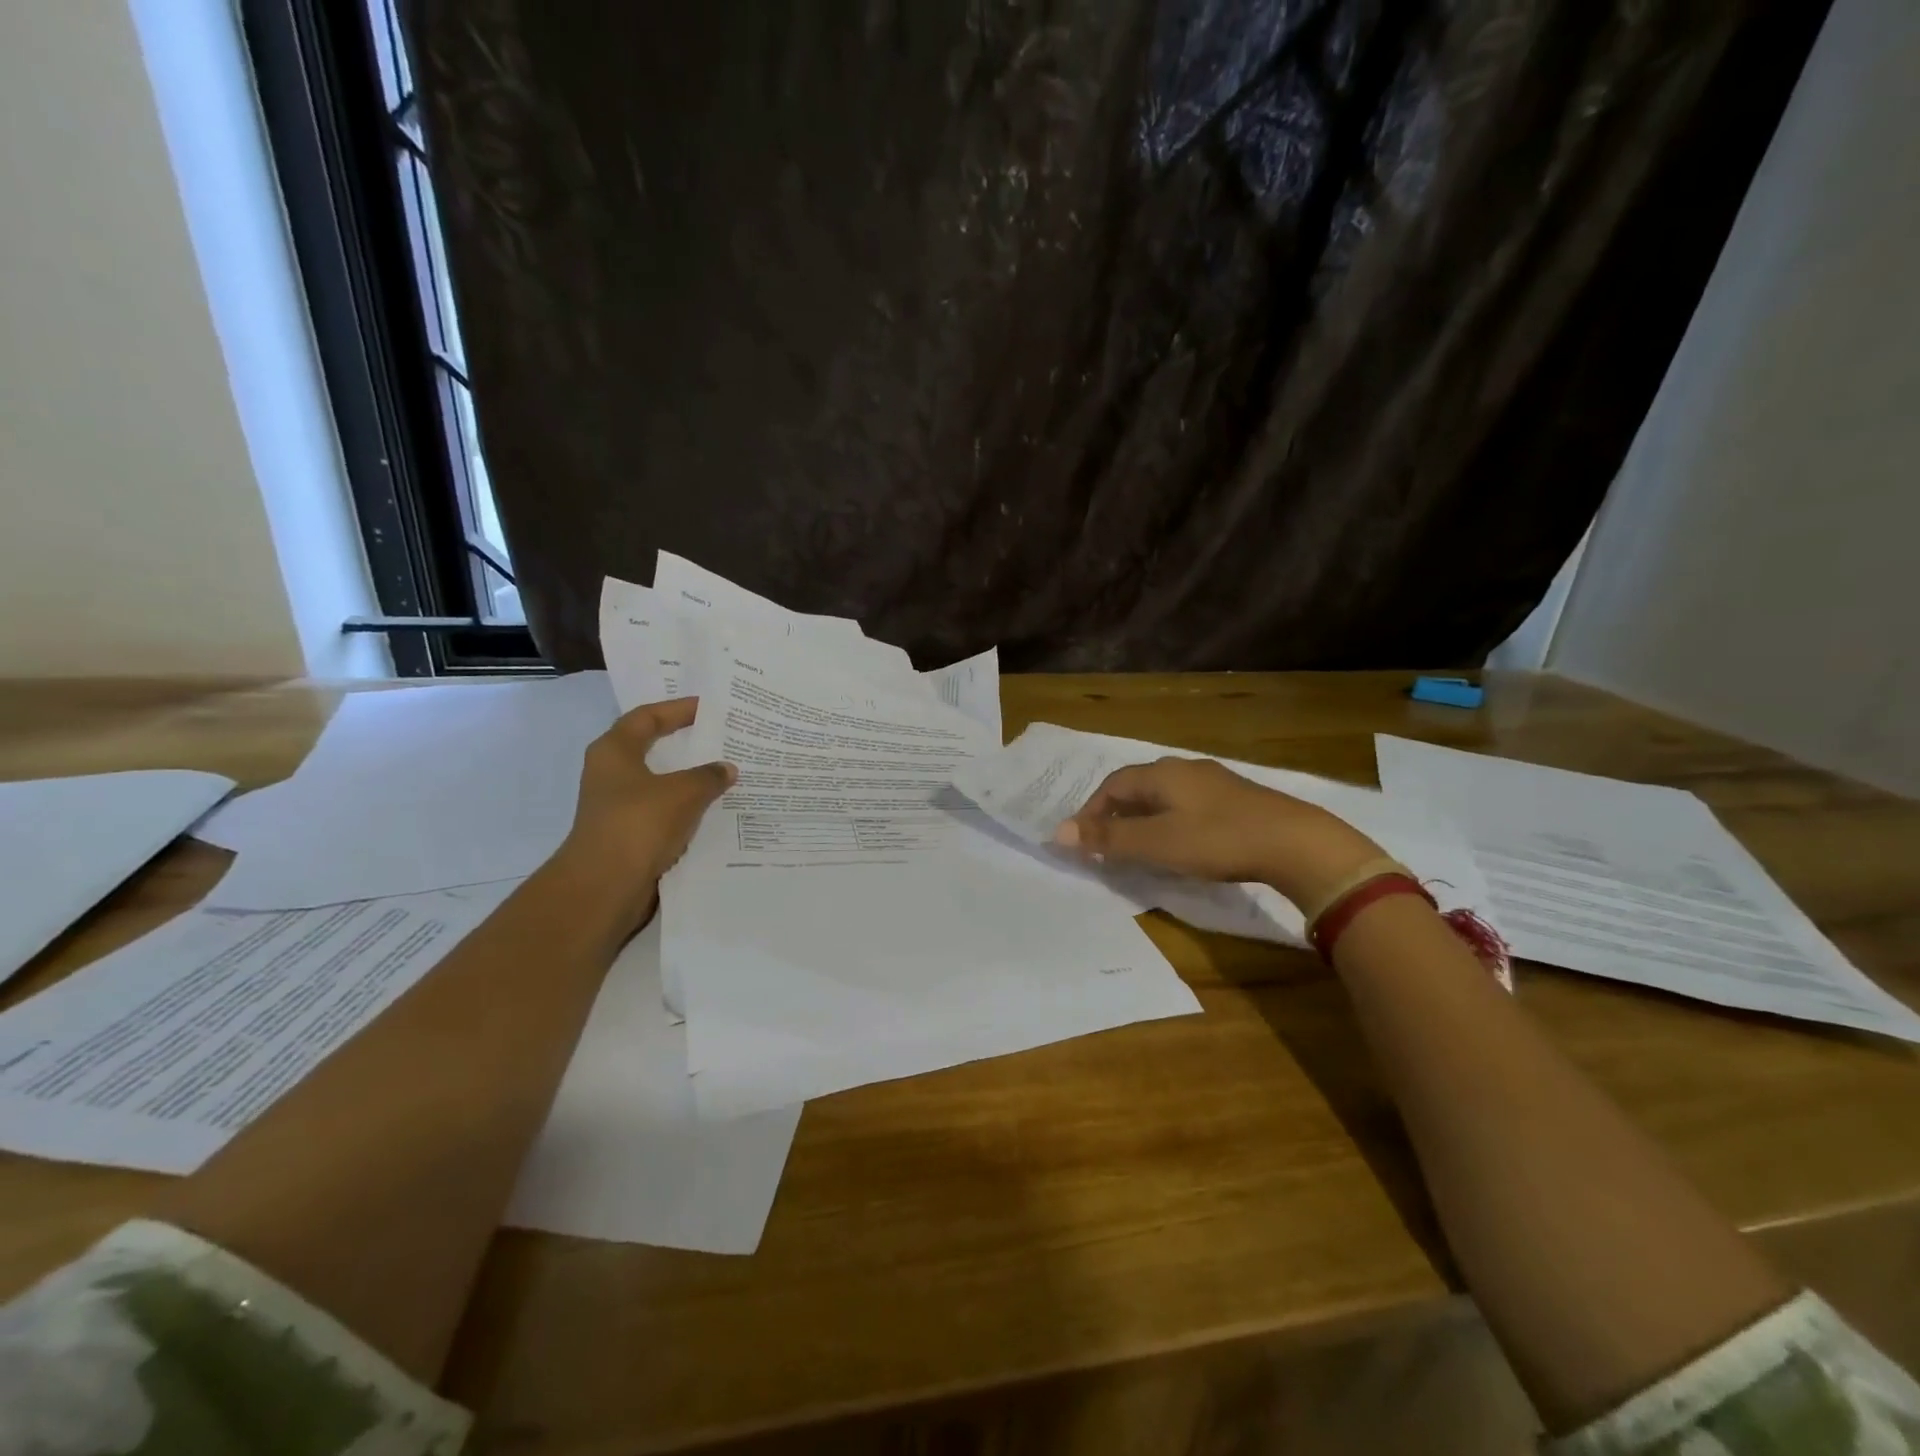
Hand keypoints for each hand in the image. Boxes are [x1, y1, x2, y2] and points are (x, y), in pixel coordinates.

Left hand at [556, 698, 735, 925]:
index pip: (647, 716)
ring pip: (661, 783)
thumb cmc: (639, 823)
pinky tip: (715, 810)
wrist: (606, 886)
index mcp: (614, 751)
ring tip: (727, 772)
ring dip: (690, 778)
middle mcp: (612, 774)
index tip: (710, 707)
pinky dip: (687, 808)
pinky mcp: (629, 834)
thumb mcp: (683, 792)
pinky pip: (664, 812)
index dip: (678, 708)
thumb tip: (727, 769)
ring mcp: (618, 806)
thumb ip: (709, 775)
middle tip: (722, 736)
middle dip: (687, 743)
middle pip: (653, 748)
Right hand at [1053, 757, 1384, 910]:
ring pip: (1164, 795)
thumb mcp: (1157, 843)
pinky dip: (1170, 820)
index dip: (1091, 810)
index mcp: (1161, 774)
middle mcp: (1184, 768)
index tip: (1081, 838)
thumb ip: (1109, 837)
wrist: (1296, 842)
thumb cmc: (1217, 840)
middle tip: (1104, 842)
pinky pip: (1188, 804)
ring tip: (1137, 844)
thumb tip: (1058, 833)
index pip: (1112, 785)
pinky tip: (1181, 841)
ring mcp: (1214, 781)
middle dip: (1115, 812)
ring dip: (1143, 817)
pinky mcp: (1237, 798)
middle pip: (1137, 786)